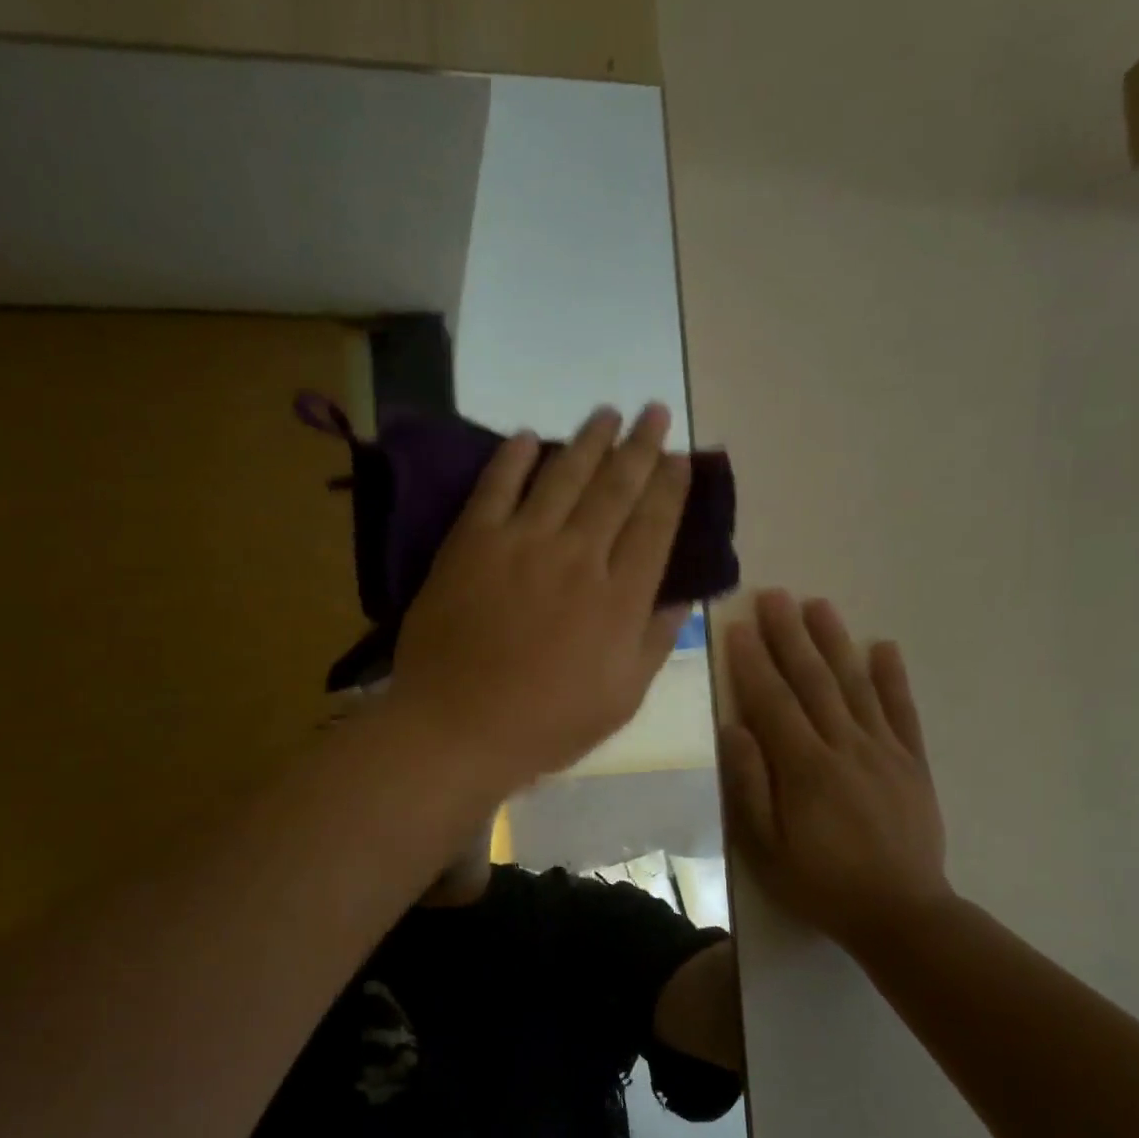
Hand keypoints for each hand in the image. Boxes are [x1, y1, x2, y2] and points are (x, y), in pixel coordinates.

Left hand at [388, 404, 690, 789]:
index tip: (678, 457)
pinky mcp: (472, 543)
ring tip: (606, 412)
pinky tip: (527, 436)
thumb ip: (654, 644)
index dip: (669, 487)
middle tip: (654, 410)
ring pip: (563, 476)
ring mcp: (522, 544)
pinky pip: (496, 487)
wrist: (457, 727)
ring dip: (588, 440)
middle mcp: (578, 557)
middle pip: (616, 488)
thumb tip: (681, 600)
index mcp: (619, 598)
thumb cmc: (545, 724)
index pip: (654, 526)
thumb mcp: (621, 700)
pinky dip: (513, 458)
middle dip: (640, 446)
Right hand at [719, 591, 951, 945]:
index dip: (754, 662)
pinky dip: (893, 677)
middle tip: (775, 596)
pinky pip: (902, 711)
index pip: (773, 702)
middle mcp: (845, 747)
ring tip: (819, 605)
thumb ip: (750, 784)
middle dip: (790, 635)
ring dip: (835, 642)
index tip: (740, 626)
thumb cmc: (820, 883)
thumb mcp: (764, 847)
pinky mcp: (913, 762)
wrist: (902, 915)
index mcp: (805, 768)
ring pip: (856, 684)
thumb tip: (734, 728)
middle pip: (814, 681)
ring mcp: (884, 751)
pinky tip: (884, 646)